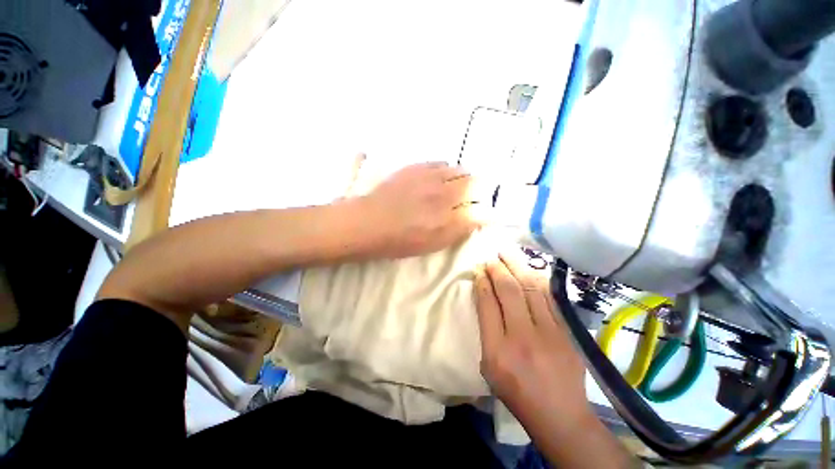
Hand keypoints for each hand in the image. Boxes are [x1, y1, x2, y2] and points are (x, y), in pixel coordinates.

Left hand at [357, 162, 482, 257]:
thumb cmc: (399, 240)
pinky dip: (447, 169)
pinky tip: (441, 177)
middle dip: (480, 190)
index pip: (481, 211)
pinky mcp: (418, 168)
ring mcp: (432, 179)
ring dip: (465, 177)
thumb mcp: (431, 244)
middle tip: (474, 196)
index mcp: (449, 220)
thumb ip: (457, 232)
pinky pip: (442, 163)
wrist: (369, 222)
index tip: (487, 214)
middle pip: (475, 185)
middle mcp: (445, 196)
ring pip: (461, 171)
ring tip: (459, 185)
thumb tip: (476, 219)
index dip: (487, 212)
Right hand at [475, 254, 589, 428]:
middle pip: (509, 291)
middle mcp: (523, 337)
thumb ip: (486, 329)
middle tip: (491, 257)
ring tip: (507, 254)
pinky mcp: (566, 332)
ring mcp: (549, 333)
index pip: (488, 304)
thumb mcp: (489, 365)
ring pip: (531, 288)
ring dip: (517, 267)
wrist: (559, 414)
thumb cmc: (516, 391)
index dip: (483, 282)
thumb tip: (485, 295)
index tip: (479, 270)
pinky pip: (550, 297)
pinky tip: (528, 268)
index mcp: (498, 350)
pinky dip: (537, 279)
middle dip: (498, 269)